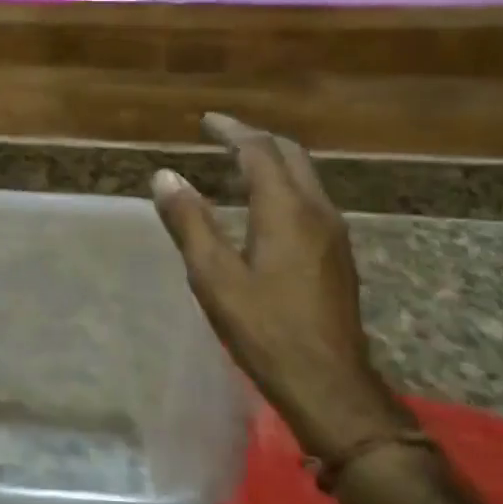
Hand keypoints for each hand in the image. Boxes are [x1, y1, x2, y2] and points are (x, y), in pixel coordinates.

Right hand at [151, 113, 411, 464]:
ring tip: (237, 166)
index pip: (259, 150)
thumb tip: (165, 176)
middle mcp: (317, 211)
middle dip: (255, 139)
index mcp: (286, 210)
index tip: (207, 121)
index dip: (232, 131)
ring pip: (305, 178)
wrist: (328, 382)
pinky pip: (310, 201)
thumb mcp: (214, 277)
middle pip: (290, 155)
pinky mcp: (338, 255)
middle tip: (222, 136)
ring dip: (272, 162)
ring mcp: (334, 234)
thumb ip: (190, 222)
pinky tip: (263, 209)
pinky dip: (283, 187)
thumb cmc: (264, 329)